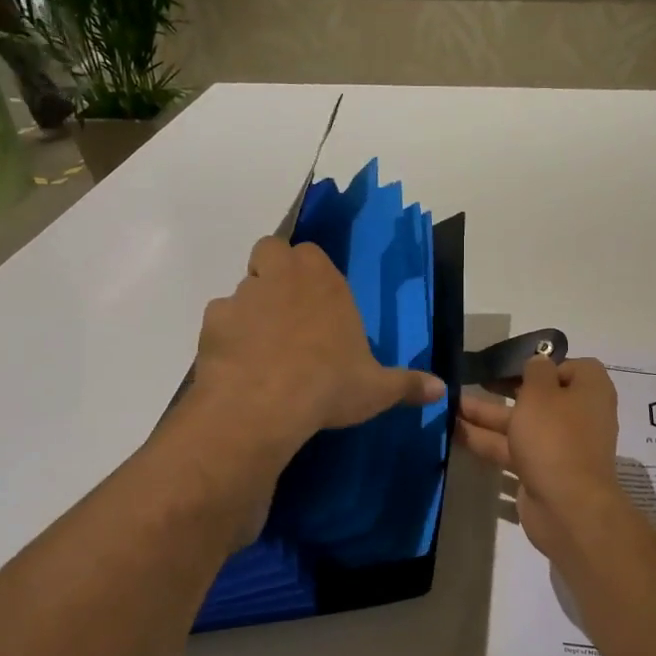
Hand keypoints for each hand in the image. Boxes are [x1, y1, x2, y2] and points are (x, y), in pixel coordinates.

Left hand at [187, 237, 446, 464]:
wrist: (264, 404)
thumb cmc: (329, 385)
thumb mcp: (377, 389)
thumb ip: (408, 385)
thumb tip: (442, 391)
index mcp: (325, 282)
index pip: (313, 254)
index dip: (312, 273)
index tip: (319, 302)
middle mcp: (283, 277)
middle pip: (271, 251)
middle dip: (275, 270)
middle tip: (287, 309)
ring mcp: (243, 296)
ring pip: (243, 287)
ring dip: (252, 306)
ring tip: (263, 346)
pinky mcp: (213, 322)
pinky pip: (221, 320)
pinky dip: (228, 336)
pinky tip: (239, 365)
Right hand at [457, 356, 630, 561]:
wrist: (567, 507)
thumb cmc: (555, 437)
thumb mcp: (541, 392)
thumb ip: (535, 371)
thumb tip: (538, 363)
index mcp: (590, 391)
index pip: (570, 367)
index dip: (542, 365)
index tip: (513, 366)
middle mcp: (579, 416)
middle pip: (539, 396)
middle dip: (503, 390)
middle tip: (470, 380)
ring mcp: (560, 447)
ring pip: (520, 425)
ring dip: (486, 416)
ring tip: (449, 407)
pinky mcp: (542, 472)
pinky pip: (513, 451)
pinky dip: (487, 442)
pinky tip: (455, 436)